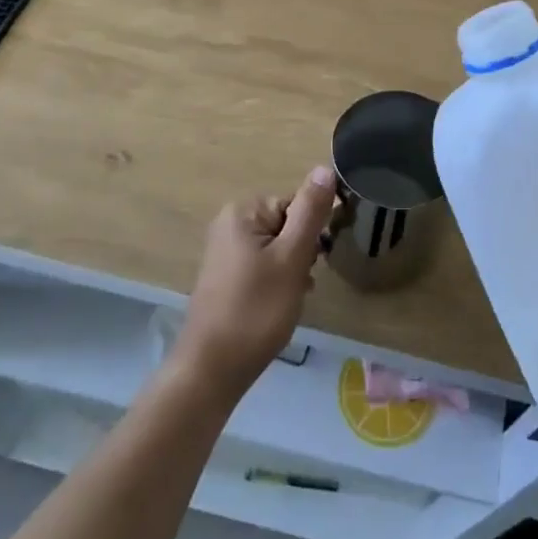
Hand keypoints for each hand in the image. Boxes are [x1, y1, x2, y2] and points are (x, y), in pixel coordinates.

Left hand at [175, 168, 336, 399]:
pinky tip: (280, 305)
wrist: (212, 370)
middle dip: (303, 252)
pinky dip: (277, 281)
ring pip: (278, 247)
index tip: (318, 260)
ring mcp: (225, 250)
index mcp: (243, 211)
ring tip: (291, 297)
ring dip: (293, 268)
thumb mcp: (291, 257)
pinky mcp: (225, 275)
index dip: (313, 232)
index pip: (297, 204)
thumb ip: (310, 211)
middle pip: (287, 224)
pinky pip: (264, 265)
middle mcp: (230, 223)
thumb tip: (325, 168)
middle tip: (302, 282)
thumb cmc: (256, 310)